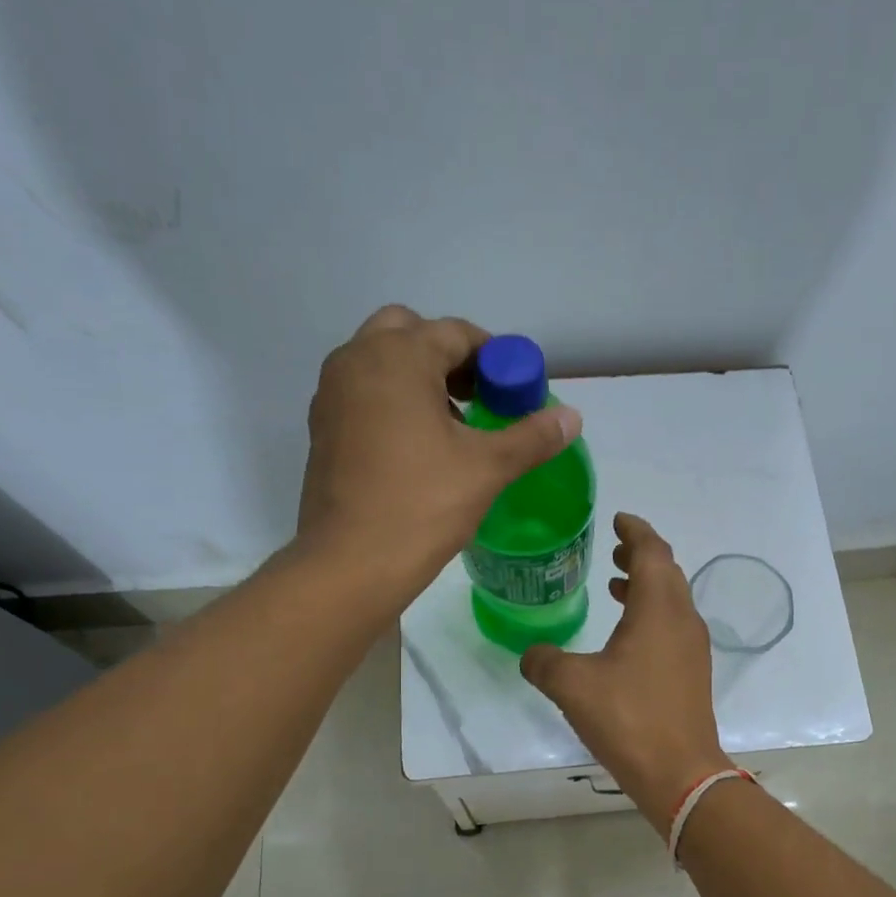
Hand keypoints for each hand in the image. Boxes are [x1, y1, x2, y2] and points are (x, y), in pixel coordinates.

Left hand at [297, 305, 582, 600]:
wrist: (351, 563)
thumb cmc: (422, 505)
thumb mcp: (487, 468)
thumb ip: (532, 437)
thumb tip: (572, 417)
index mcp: (397, 357)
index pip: (456, 333)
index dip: (494, 358)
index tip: (516, 391)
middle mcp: (356, 361)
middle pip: (409, 333)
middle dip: (449, 358)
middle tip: (479, 398)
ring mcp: (332, 394)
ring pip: (382, 363)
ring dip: (419, 378)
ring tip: (454, 426)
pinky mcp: (323, 428)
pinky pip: (364, 394)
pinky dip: (392, 403)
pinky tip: (418, 449)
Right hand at [520, 513, 731, 835]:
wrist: (679, 773)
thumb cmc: (628, 718)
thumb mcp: (572, 685)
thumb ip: (544, 661)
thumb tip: (531, 654)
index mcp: (659, 609)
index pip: (652, 551)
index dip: (635, 531)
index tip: (618, 519)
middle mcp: (682, 620)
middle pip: (666, 572)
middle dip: (641, 556)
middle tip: (613, 550)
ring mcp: (692, 648)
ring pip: (671, 600)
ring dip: (646, 586)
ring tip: (615, 585)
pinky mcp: (692, 673)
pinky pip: (672, 626)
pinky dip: (651, 615)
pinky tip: (626, 636)